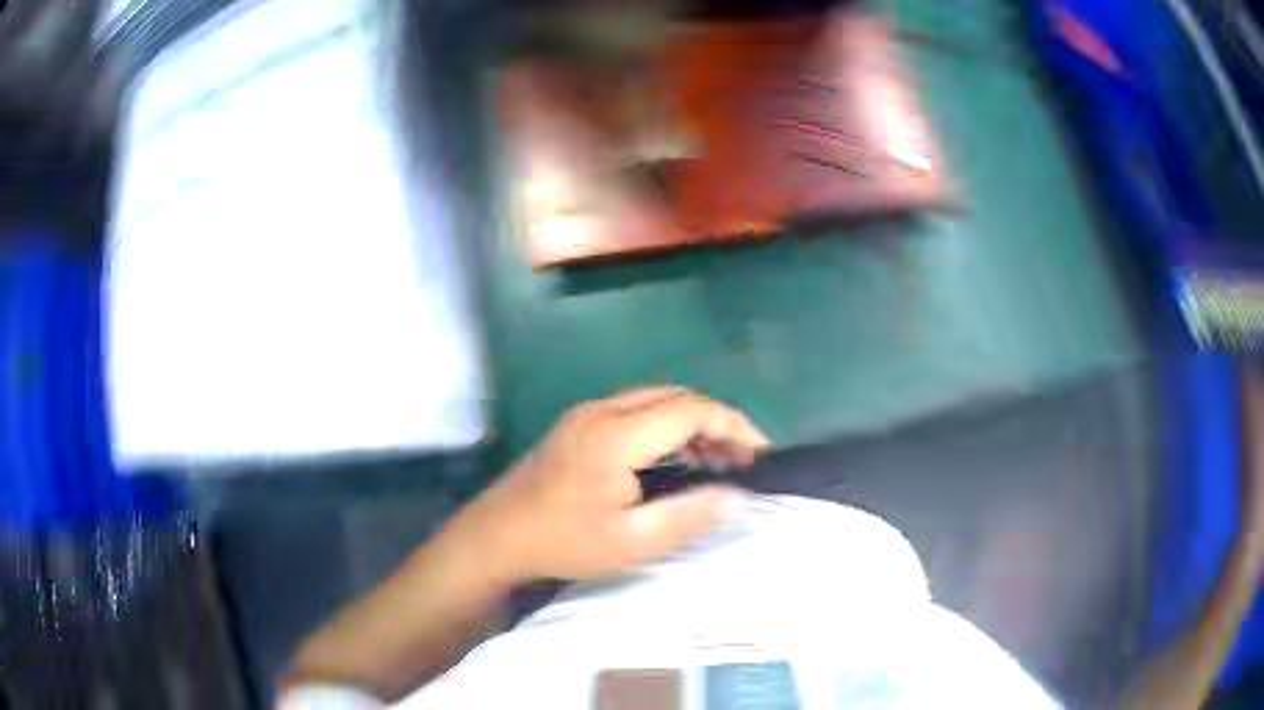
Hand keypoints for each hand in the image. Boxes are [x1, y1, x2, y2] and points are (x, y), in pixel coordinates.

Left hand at [448, 387, 770, 581]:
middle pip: (676, 397)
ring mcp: (586, 414)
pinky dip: (666, 427)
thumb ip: (691, 515)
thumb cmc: (563, 542)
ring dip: (691, 423)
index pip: (691, 409)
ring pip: (655, 401)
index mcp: (616, 434)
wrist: (496, 537)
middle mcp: (602, 410)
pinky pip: (635, 411)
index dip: (733, 426)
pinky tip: (676, 459)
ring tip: (718, 461)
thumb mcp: (633, 541)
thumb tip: (740, 496)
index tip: (760, 455)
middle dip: (716, 422)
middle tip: (742, 460)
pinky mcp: (578, 424)